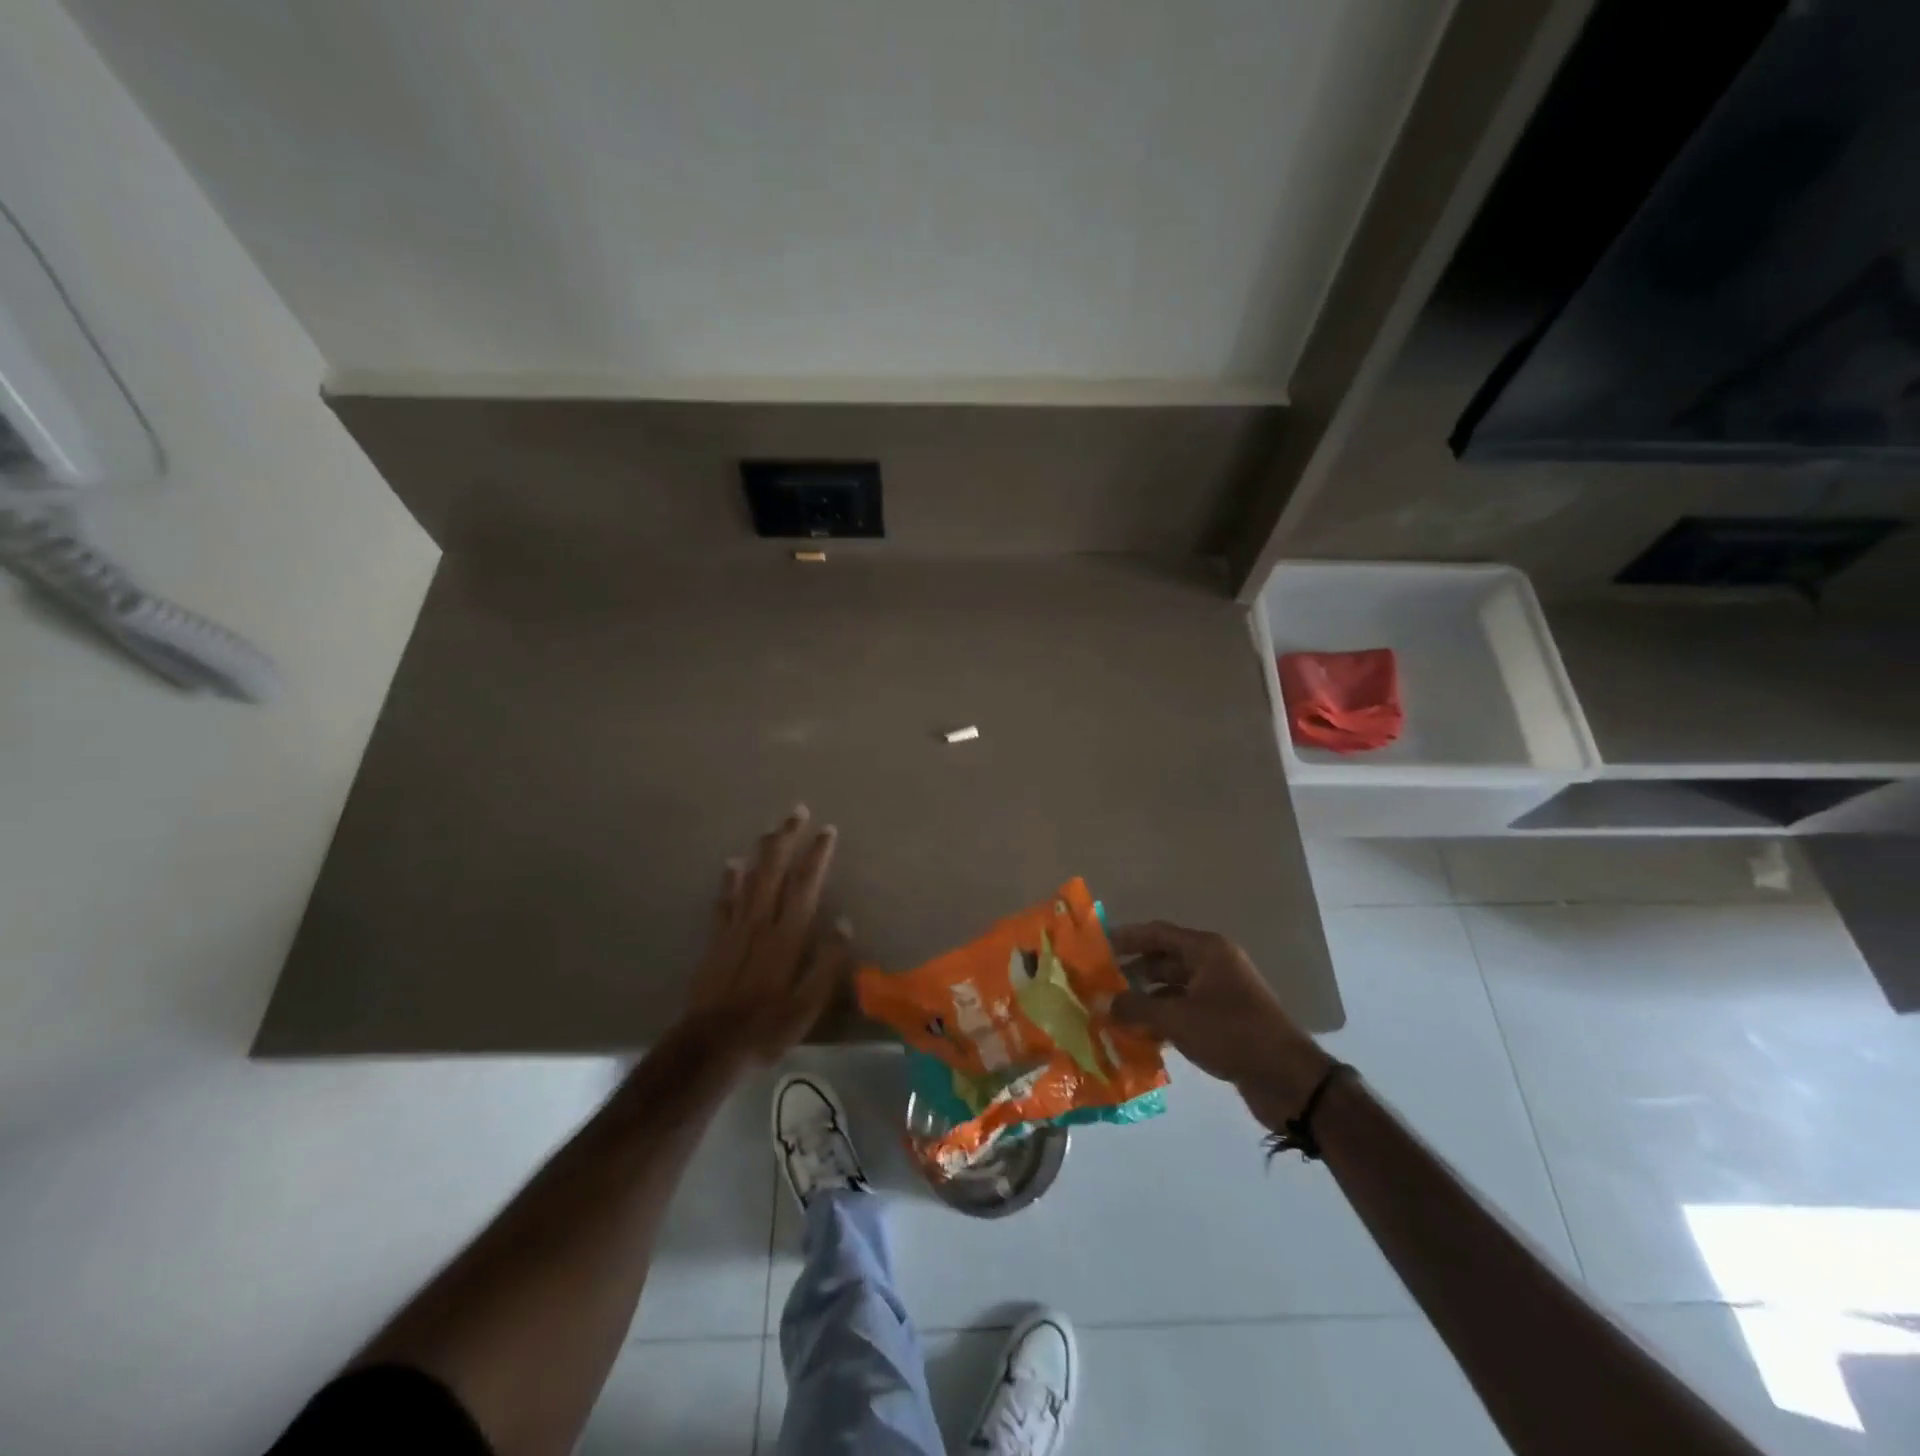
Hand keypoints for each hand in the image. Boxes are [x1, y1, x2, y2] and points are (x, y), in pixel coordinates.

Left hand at [680, 806, 853, 1063]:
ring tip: (771, 829)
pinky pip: (724, 901)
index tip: (827, 830)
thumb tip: (844, 923)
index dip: (817, 856)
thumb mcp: (807, 1005)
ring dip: (762, 852)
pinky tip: (731, 864)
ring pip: (750, 880)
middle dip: (787, 840)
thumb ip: (827, 963)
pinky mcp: (717, 942)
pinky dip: (729, 880)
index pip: (805, 886)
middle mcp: (761, 924)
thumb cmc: (766, 1028)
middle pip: (775, 872)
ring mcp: (735, 930)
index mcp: (787, 937)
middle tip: (796, 811)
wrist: (709, 1046)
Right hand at [1108, 920, 1334, 1131]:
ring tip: (1113, 1012)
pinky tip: (1140, 1035)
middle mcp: (1214, 964)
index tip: (1096, 946)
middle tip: (1098, 983)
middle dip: (1132, 971)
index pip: (1157, 933)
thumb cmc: (1231, 1034)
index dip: (1126, 938)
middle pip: (1164, 960)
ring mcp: (1221, 992)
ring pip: (1173, 987)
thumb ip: (1135, 1007)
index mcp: (1207, 950)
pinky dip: (1163, 1018)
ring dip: (1146, 998)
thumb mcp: (1177, 1019)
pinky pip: (1185, 1010)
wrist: (1288, 1079)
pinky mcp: (1225, 1020)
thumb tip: (1100, 1002)